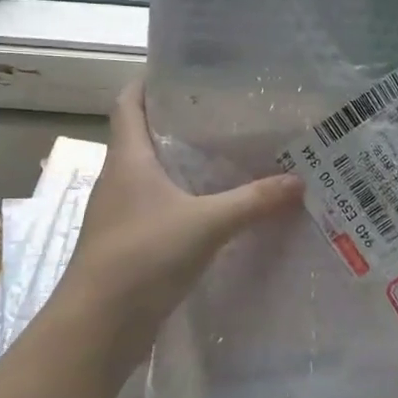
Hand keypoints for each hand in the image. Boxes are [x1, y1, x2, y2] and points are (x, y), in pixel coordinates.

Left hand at [55, 83, 303, 361]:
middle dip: (180, 122)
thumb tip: (300, 181)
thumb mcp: (206, 224)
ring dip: (184, 164)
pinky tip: (217, 210)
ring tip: (231, 156)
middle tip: (228, 114)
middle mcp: (120, 179)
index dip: (148, 82)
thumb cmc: (142, 257)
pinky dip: (185, 201)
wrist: (97, 326)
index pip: (128, 102)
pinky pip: (161, 208)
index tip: (183, 71)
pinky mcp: (131, 244)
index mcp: (128, 158)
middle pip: (144, 136)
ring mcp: (122, 213)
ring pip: (154, 174)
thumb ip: (253, 201)